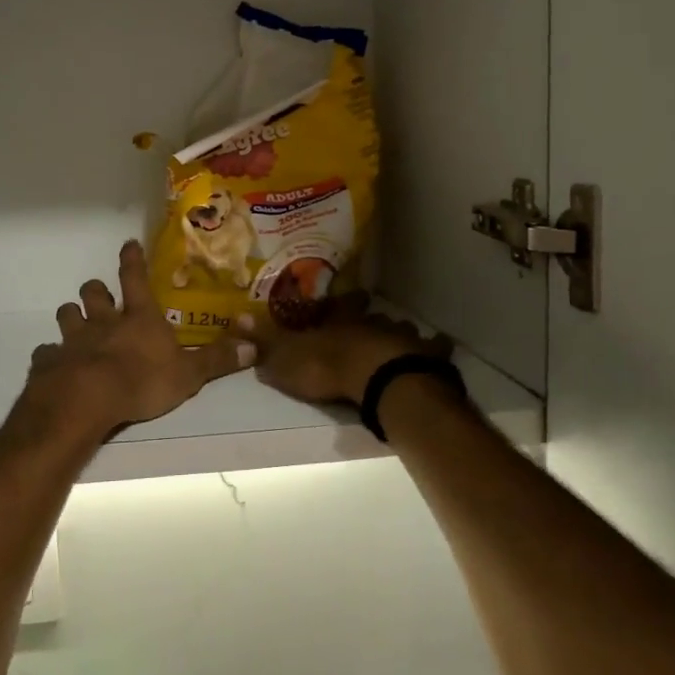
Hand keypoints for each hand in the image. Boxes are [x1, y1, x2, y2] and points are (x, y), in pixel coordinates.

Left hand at [25, 241, 254, 440]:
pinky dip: (50, 355)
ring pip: (67, 316)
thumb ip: (217, 359)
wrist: (87, 400)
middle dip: (95, 290)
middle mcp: (103, 321)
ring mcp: (73, 339)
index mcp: (138, 317)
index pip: (135, 278)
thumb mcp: (189, 374)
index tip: (128, 244)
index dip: (132, 260)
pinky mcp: (50, 361)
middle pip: (93, 293)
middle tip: (98, 293)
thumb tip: (254, 347)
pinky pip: (46, 352)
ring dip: (71, 316)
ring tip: (74, 323)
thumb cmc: (142, 381)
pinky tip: (53, 363)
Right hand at [235, 295, 451, 405]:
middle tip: (372, 317)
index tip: (349, 295)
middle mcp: (370, 323)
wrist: (377, 379)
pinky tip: (440, 346)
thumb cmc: (328, 367)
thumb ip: (264, 342)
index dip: (342, 303)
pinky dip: (436, 348)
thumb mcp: (286, 358)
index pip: (338, 307)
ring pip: (400, 329)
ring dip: (398, 332)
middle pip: (372, 315)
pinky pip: (434, 347)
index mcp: (339, 322)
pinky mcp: (425, 356)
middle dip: (371, 317)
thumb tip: (235, 318)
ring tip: (400, 338)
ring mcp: (399, 337)